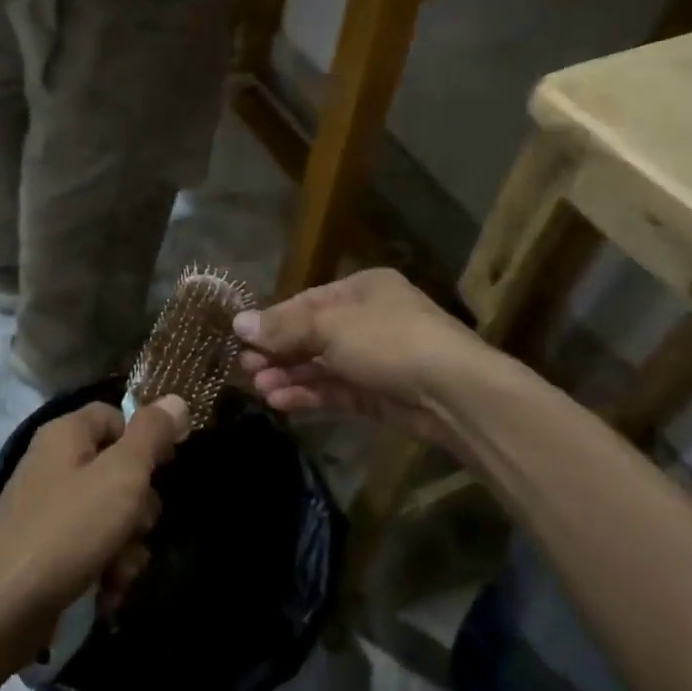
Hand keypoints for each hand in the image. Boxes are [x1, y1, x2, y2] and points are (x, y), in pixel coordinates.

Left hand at [0, 396, 189, 671]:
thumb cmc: (66, 532)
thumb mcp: (121, 476)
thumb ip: (151, 434)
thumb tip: (176, 399)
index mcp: (66, 435)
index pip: (116, 416)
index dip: (145, 439)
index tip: (166, 467)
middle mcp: (54, 466)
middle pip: (118, 470)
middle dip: (139, 508)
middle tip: (137, 528)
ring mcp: (47, 512)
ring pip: (110, 516)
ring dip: (126, 547)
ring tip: (118, 573)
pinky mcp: (45, 553)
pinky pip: (90, 550)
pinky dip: (104, 571)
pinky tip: (105, 595)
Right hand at [235, 269, 521, 453]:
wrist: (453, 392)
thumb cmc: (388, 340)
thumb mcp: (329, 325)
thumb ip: (283, 327)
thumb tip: (238, 323)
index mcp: (363, 289)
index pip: (306, 302)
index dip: (274, 321)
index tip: (242, 339)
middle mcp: (370, 319)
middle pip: (312, 334)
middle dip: (279, 352)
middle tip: (246, 369)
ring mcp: (376, 358)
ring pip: (323, 365)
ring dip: (290, 376)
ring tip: (259, 389)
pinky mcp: (380, 394)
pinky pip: (337, 390)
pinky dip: (310, 394)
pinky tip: (281, 402)